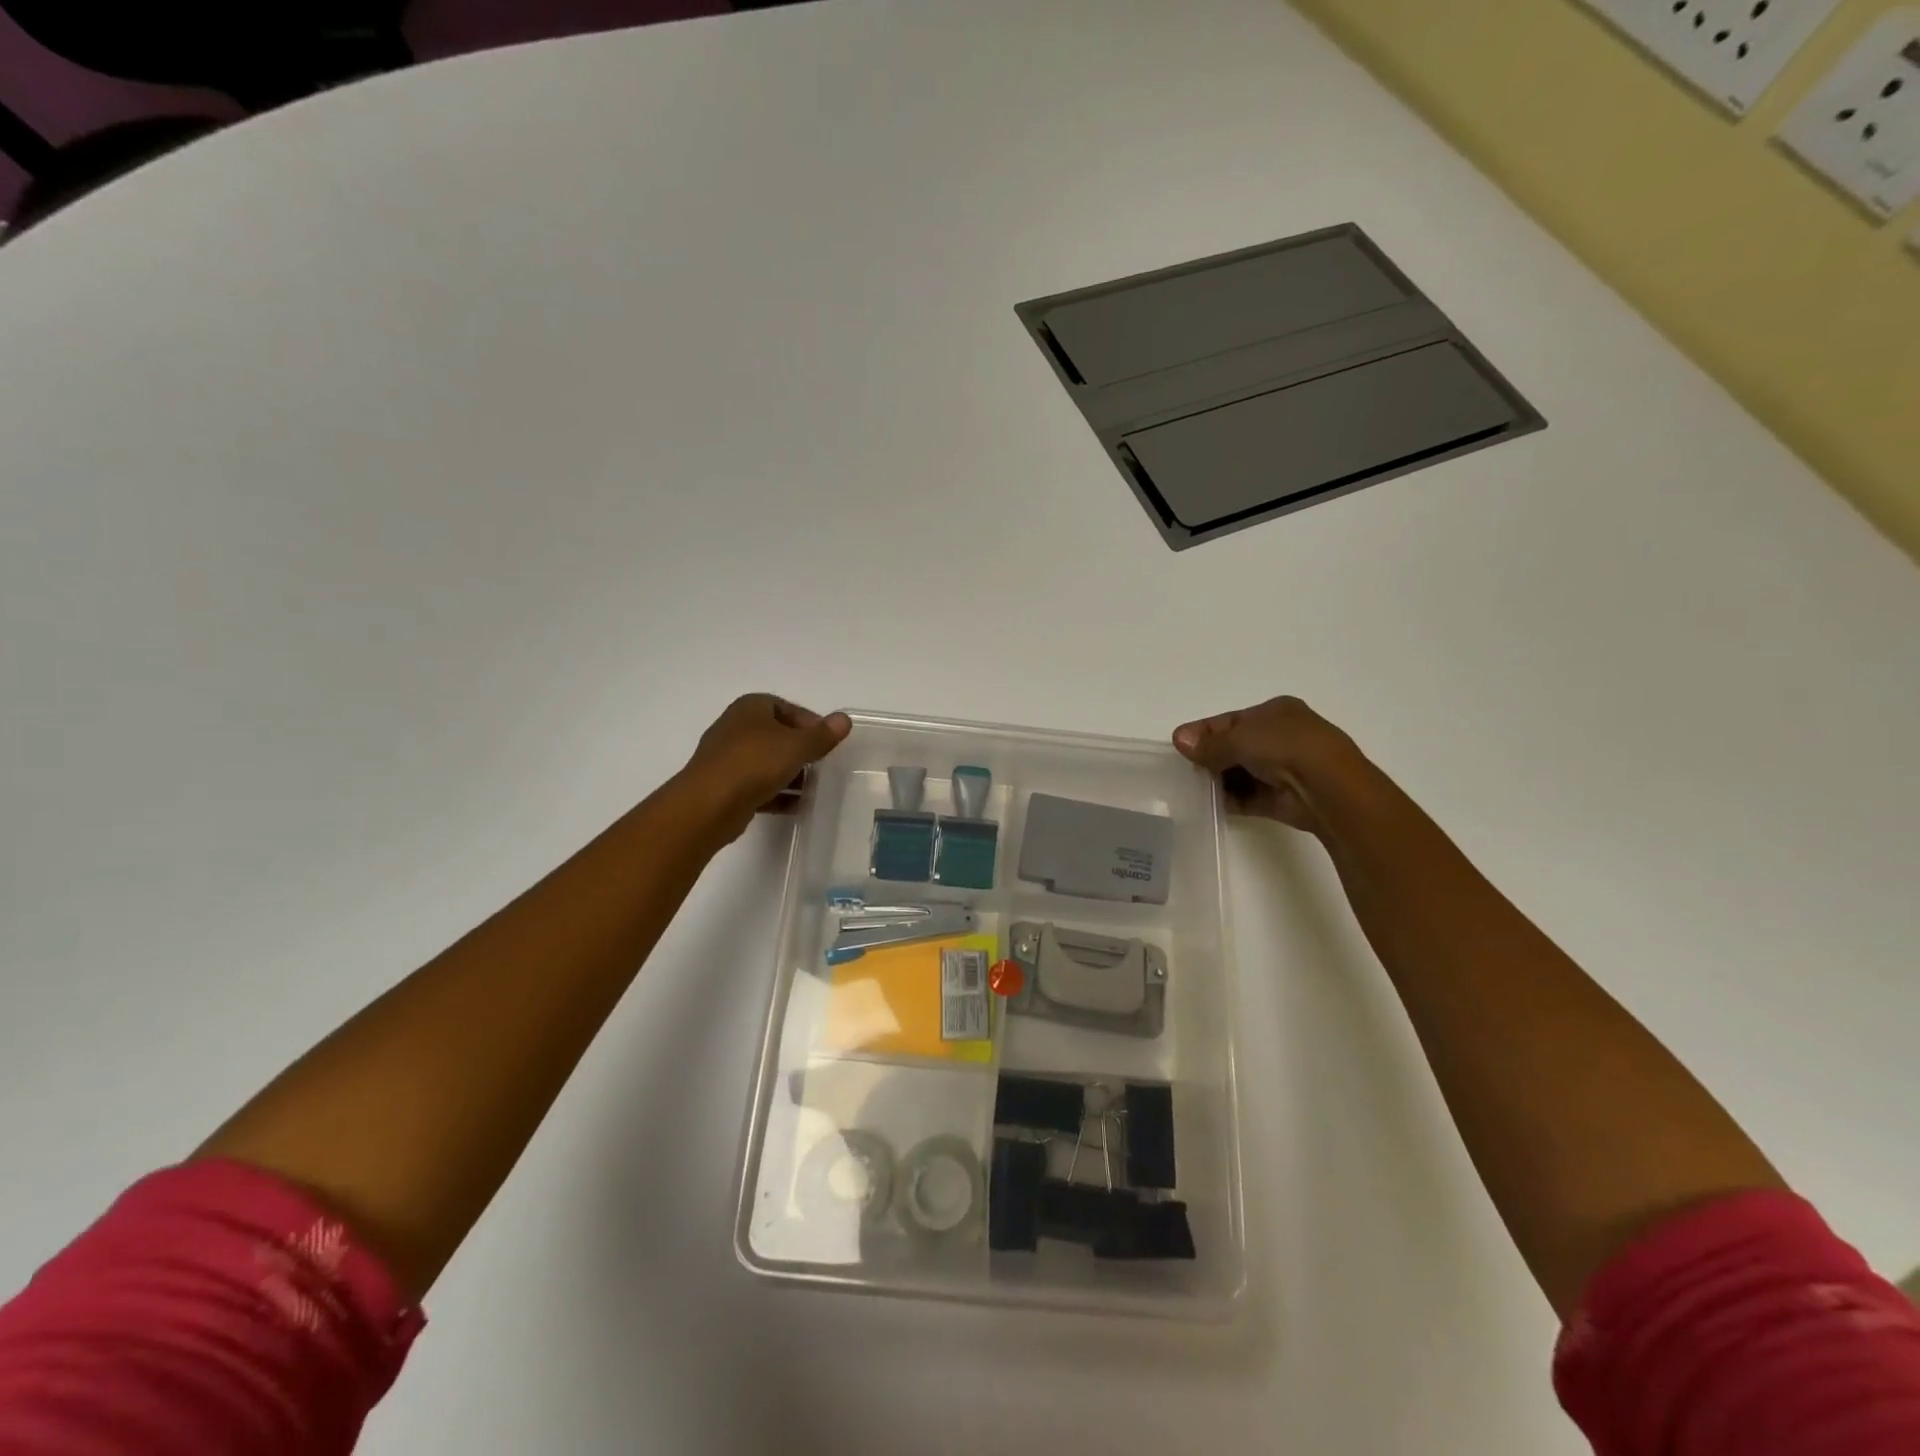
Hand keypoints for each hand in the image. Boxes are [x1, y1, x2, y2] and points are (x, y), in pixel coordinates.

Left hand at [680, 694, 851, 841]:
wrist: (709, 804)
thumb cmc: (755, 763)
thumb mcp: (797, 746)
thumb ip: (822, 735)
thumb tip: (844, 719)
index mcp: (751, 708)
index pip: (788, 708)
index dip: (811, 723)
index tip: (827, 743)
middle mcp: (736, 727)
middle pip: (777, 736)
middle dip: (801, 751)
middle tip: (822, 766)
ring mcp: (727, 757)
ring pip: (767, 762)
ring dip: (790, 774)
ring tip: (814, 789)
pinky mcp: (724, 785)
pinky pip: (757, 785)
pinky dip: (776, 793)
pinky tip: (796, 806)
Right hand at [1172, 696, 1362, 835]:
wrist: (1328, 787)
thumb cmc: (1285, 747)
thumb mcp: (1240, 737)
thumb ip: (1209, 743)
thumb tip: (1179, 739)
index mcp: (1276, 711)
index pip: (1232, 720)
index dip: (1204, 731)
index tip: (1178, 744)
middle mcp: (1282, 737)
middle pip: (1235, 746)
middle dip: (1210, 757)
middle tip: (1183, 768)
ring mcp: (1284, 768)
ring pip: (1241, 772)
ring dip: (1218, 779)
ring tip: (1192, 788)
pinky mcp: (1282, 798)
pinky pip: (1248, 797)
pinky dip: (1230, 800)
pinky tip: (1209, 803)